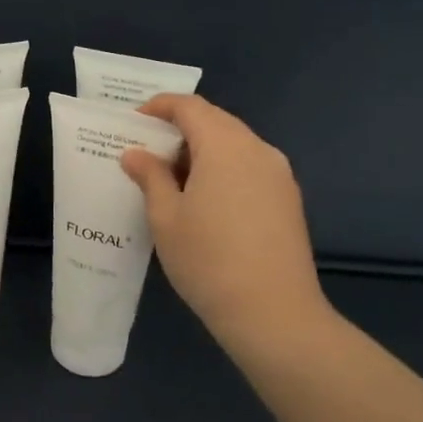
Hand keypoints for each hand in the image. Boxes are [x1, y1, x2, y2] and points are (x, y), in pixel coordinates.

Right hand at [120, 94, 329, 354]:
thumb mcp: (165, 217)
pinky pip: (249, 167)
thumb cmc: (208, 260)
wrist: (274, 314)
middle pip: (215, 121)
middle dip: (180, 129)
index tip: (134, 121)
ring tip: (172, 179)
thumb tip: (135, 153)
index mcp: (224, 146)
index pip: (190, 107)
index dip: (160, 106)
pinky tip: (205, 201)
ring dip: (202, 151)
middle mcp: (257, 149)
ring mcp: (278, 174)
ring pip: (234, 145)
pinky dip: (223, 169)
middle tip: (148, 152)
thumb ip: (150, 177)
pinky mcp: (288, 199)